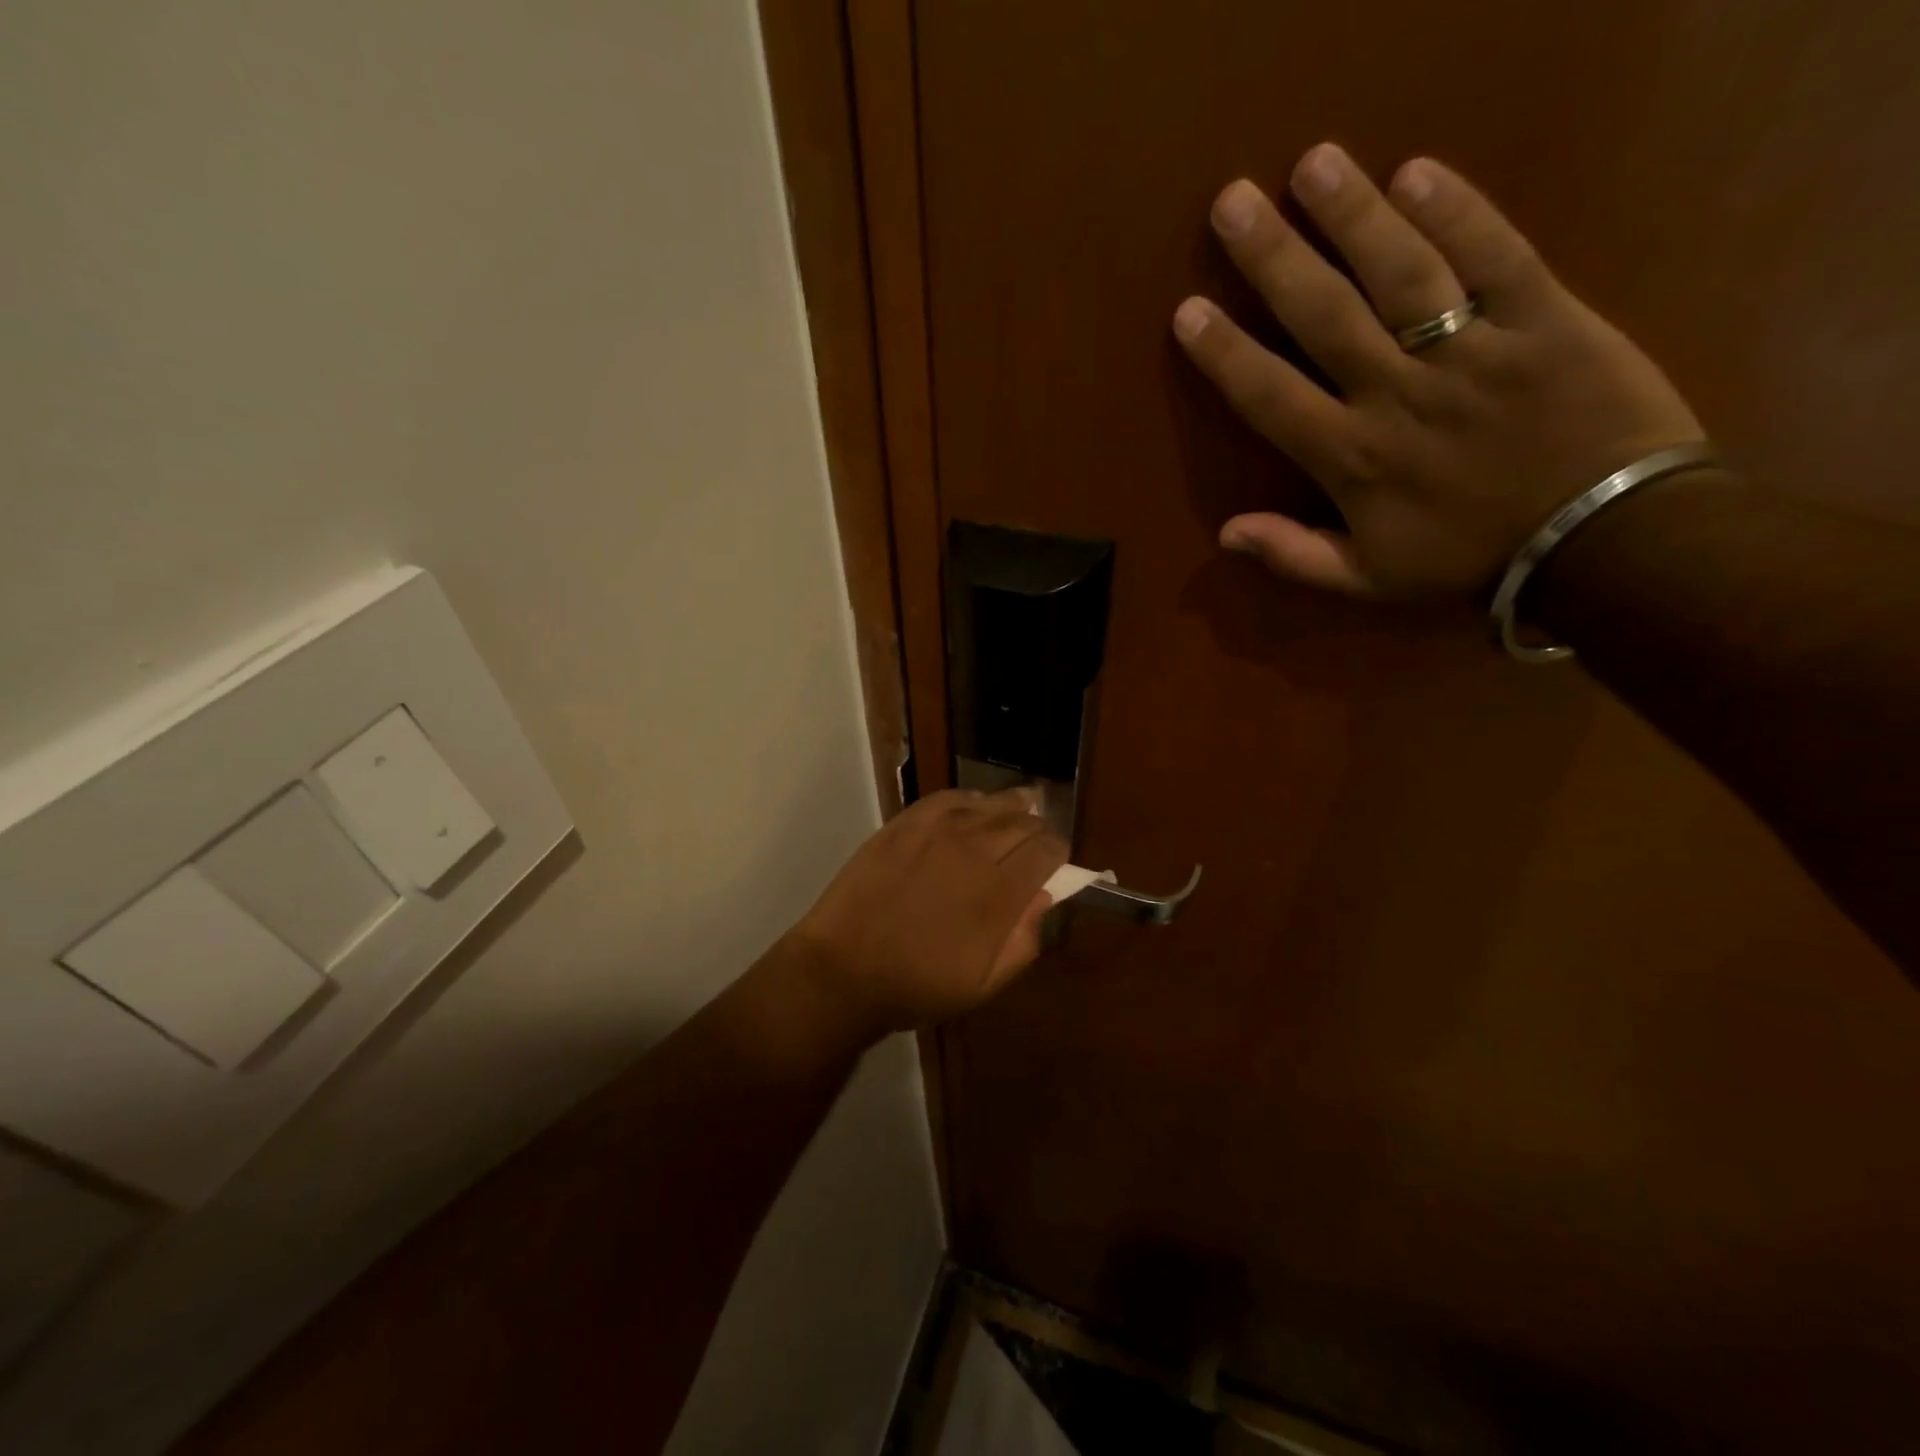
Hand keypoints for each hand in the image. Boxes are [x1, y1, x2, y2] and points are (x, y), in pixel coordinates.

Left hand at [782, 788, 1068, 1037]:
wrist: (843, 971)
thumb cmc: (917, 986)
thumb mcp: (984, 985)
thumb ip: (1024, 940)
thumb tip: (1044, 896)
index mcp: (999, 892)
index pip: (1047, 849)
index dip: (1058, 853)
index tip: (1054, 864)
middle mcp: (974, 850)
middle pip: (1023, 820)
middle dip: (1037, 831)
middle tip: (1033, 845)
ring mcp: (936, 831)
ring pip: (990, 803)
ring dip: (1010, 809)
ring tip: (1013, 817)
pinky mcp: (904, 823)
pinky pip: (948, 798)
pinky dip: (969, 801)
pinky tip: (971, 811)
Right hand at [1172, 145, 1703, 599]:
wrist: (1602, 541)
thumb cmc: (1470, 560)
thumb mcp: (1368, 580)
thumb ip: (1295, 556)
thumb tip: (1226, 534)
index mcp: (1354, 459)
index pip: (1273, 397)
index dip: (1227, 354)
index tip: (1189, 310)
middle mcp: (1400, 395)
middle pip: (1326, 316)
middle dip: (1274, 258)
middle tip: (1232, 202)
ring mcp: (1474, 351)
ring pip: (1403, 274)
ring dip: (1354, 216)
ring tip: (1313, 163)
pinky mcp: (1546, 319)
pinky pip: (1498, 256)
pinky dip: (1461, 212)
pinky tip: (1417, 172)